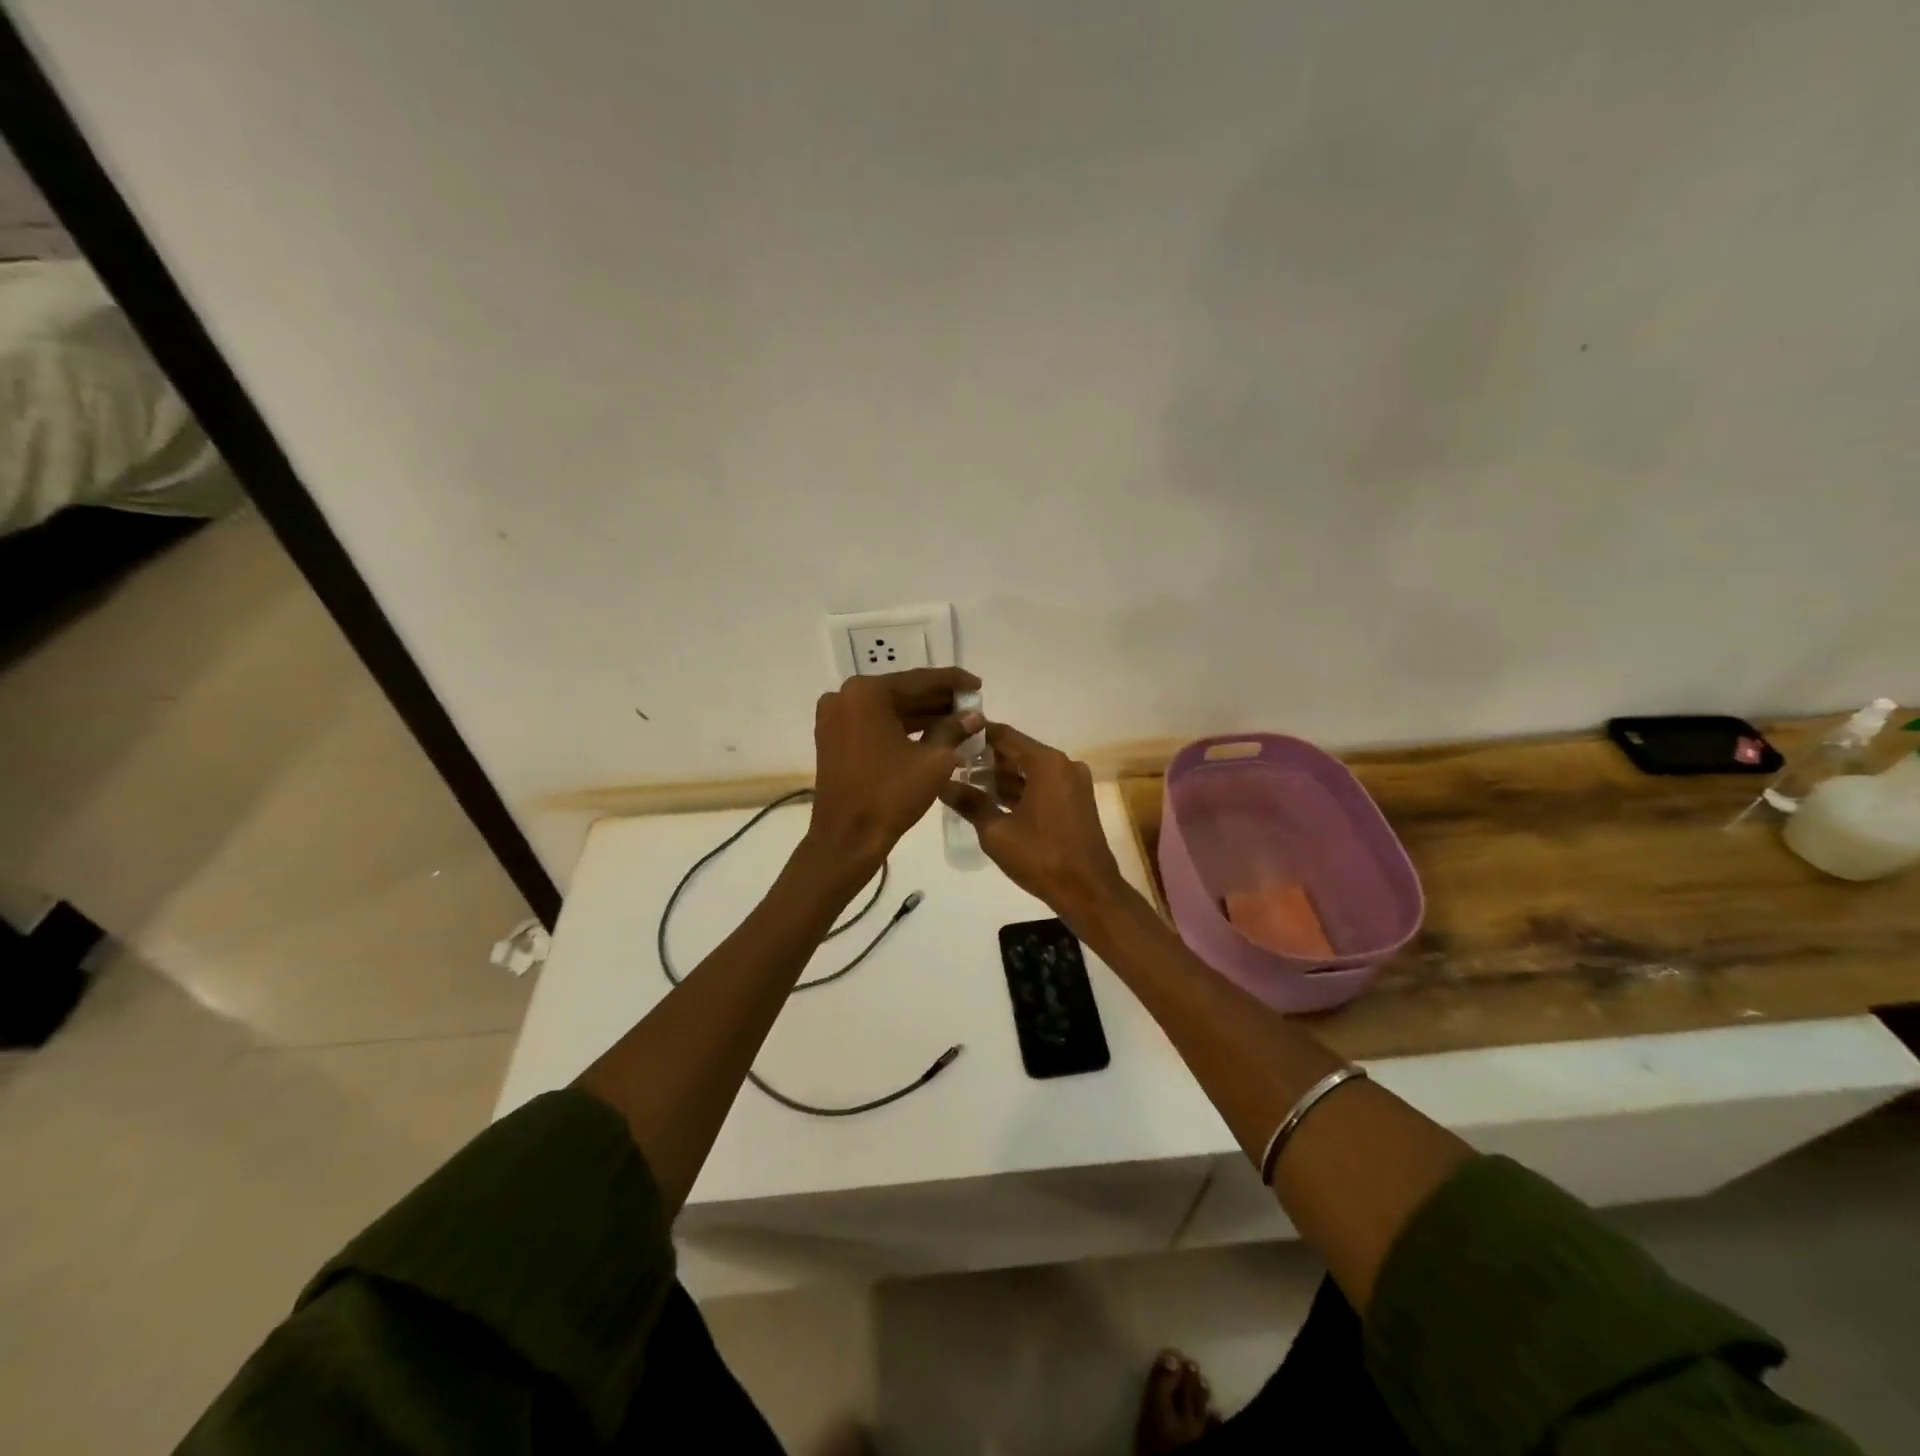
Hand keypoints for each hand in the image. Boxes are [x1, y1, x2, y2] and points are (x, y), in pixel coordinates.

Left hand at [807, 667, 981, 868]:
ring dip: (922, 715)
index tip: (978, 684)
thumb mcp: (933, 760)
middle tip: (971, 705)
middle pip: (902, 693)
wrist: (847, 838)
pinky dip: (901, 728)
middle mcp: (845, 696)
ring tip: (958, 721)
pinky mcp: (833, 739)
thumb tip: (974, 716)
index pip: (919, 680)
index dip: (953, 682)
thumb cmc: (890, 795)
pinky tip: (932, 734)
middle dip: (938, 700)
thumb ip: (955, 730)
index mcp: (867, 693)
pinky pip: (875, 725)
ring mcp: (835, 718)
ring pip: (889, 710)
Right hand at [941, 723, 1134, 924]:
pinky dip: (1020, 789)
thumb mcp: (997, 831)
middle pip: (1019, 751)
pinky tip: (992, 799)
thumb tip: (942, 784)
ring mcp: (1073, 783)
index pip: (1005, 735)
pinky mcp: (1075, 802)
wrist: (1088, 891)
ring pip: (1030, 770)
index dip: (977, 735)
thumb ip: (970, 803)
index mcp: (1047, 763)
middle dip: (987, 757)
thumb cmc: (1041, 857)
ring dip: (1002, 775)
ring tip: (966, 782)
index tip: (951, 736)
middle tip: (953, 762)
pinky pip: (1042, 785)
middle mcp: (1063, 765)